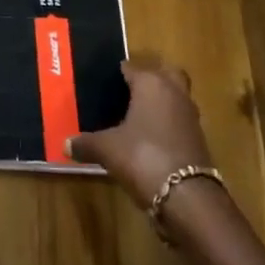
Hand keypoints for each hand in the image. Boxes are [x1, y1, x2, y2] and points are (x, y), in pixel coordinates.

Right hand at [66, 59, 213, 207]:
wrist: (187, 197)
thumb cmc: (143, 157)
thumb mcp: (107, 149)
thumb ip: (86, 143)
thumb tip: (65, 144)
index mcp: (151, 83)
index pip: (131, 67)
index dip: (116, 74)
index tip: (102, 84)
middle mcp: (174, 92)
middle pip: (164, 74)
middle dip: (149, 79)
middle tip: (126, 93)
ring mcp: (190, 116)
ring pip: (174, 98)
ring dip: (160, 103)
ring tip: (134, 117)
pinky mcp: (198, 139)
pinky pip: (178, 121)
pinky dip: (167, 125)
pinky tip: (148, 140)